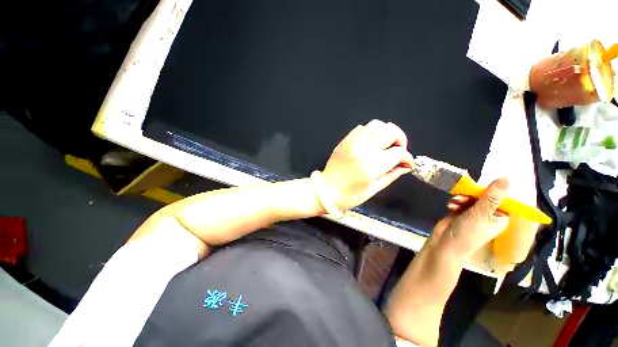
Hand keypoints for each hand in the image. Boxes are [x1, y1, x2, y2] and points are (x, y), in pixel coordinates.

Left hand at [320, 120, 413, 209]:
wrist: (326, 191)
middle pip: (389, 130)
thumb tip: (406, 165)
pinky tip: (370, 143)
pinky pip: (361, 128)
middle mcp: (363, 150)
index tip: (406, 162)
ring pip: (376, 125)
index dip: (407, 157)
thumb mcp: (374, 189)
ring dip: (385, 133)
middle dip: (399, 139)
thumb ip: (393, 174)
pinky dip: (370, 132)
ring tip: (384, 145)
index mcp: (371, 166)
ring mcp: (352, 143)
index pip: (398, 152)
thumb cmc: (350, 195)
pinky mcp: (344, 141)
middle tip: (397, 150)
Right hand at [430, 178, 510, 259]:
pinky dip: (455, 202)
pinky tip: (450, 206)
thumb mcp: (480, 215)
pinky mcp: (460, 212)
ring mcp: (473, 213)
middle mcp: (488, 214)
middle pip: (484, 196)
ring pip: (470, 197)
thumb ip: (491, 197)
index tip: (483, 186)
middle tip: (463, 197)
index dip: (493, 190)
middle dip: (472, 195)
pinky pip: (460, 201)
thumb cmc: (467, 233)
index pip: (502, 198)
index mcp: (500, 217)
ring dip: (461, 198)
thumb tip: (507, 178)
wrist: (444, 243)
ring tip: (454, 202)